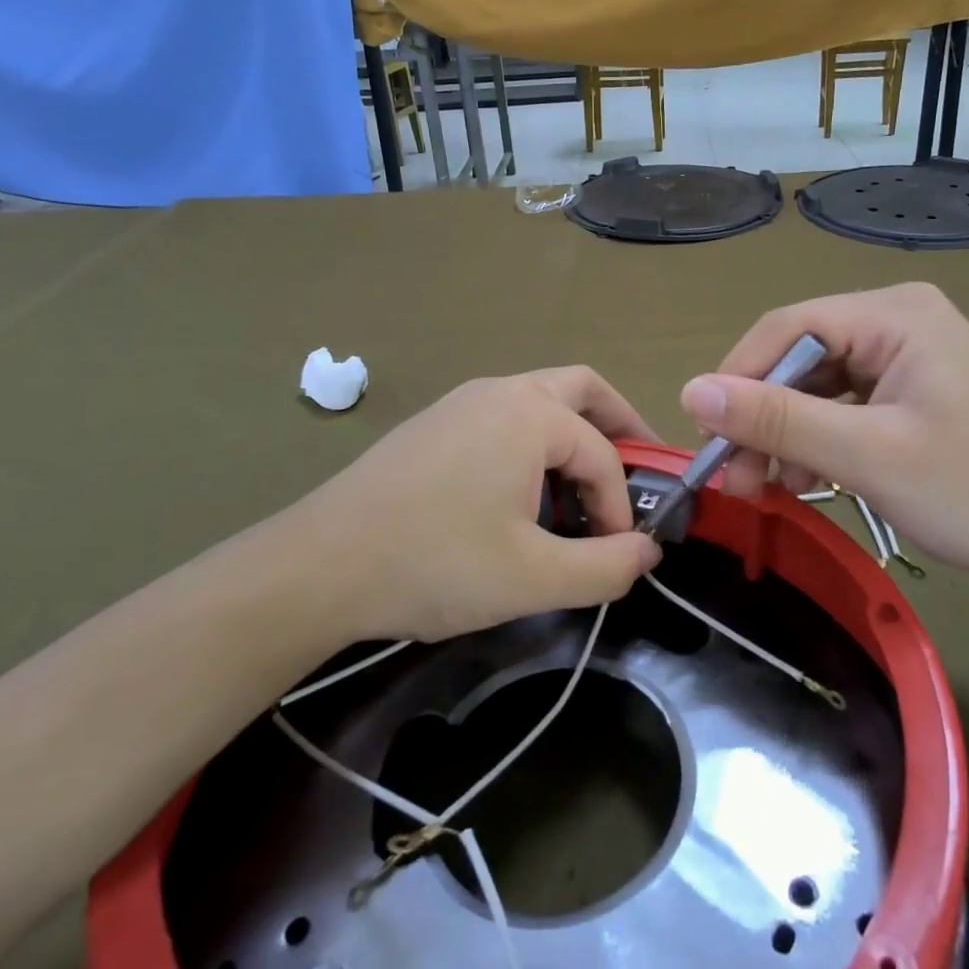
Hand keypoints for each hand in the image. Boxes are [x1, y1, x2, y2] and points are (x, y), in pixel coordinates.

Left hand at [303, 368, 663, 641]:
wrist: (319, 566)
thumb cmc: (435, 564)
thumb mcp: (534, 578)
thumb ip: (607, 567)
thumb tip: (648, 550)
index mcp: (530, 414)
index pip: (603, 453)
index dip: (622, 505)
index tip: (619, 552)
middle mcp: (499, 391)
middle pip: (581, 390)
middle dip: (618, 425)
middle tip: (637, 467)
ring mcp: (460, 402)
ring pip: (539, 401)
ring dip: (573, 435)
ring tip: (581, 491)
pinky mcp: (433, 424)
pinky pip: (503, 418)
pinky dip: (533, 443)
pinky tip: (521, 495)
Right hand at [680, 283, 968, 589]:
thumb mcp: (867, 456)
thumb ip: (778, 420)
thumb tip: (690, 391)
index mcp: (893, 314)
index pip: (786, 328)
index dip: (737, 379)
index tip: (707, 438)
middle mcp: (894, 321)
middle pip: (797, 358)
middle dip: (761, 419)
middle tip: (734, 478)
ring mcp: (901, 356)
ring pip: (812, 386)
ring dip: (782, 436)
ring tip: (764, 488)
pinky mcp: (904, 390)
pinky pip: (838, 406)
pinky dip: (813, 442)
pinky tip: (801, 479)